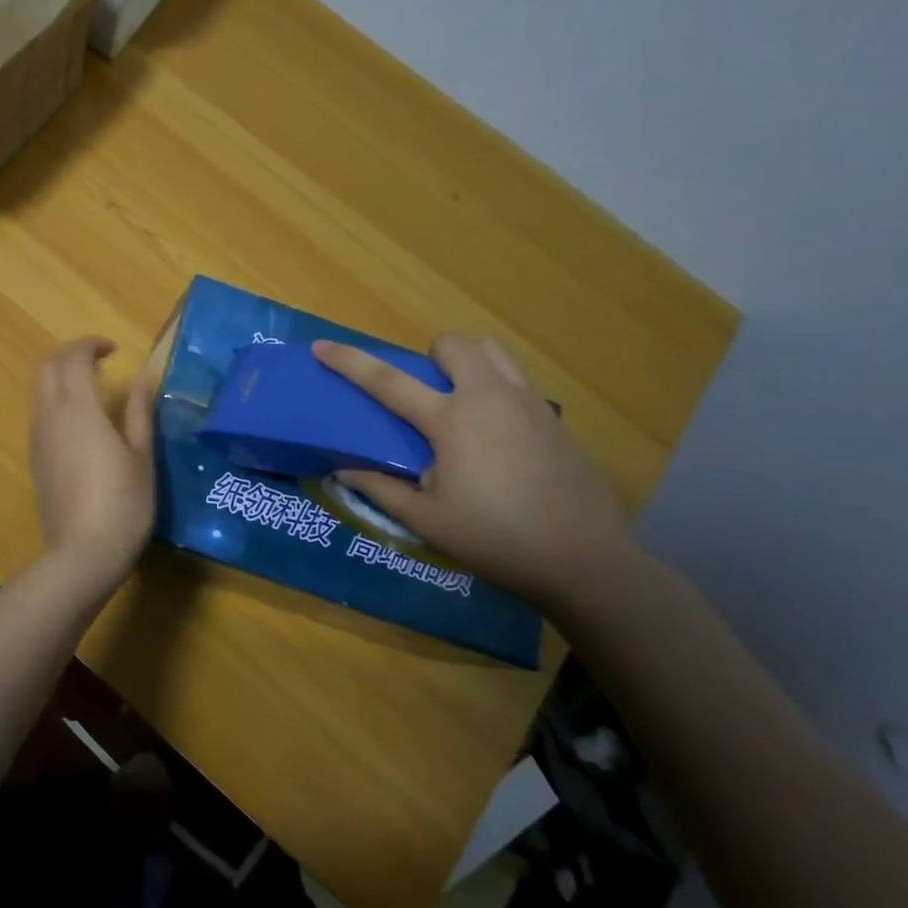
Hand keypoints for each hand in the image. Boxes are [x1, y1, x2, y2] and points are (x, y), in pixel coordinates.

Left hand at [29, 338, 155, 590]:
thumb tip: (141, 377)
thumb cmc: (122, 503)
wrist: (82, 555)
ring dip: (61, 379)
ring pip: (40, 391)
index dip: (91, 345)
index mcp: (78, 409)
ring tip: (94, 391)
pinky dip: (57, 403)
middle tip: (100, 363)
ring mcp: (37, 439)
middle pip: (46, 367)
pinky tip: (82, 425)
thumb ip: (138, 411)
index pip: (73, 358)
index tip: (114, 350)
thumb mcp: (141, 456)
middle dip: (70, 355)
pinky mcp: (34, 460)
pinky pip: (40, 415)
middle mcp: (50, 416)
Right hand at [313, 335, 635, 610]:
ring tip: (464, 404)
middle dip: (432, 356)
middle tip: (428, 394)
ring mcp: (530, 404)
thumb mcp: (427, 522)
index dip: (350, 362)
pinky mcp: (557, 420)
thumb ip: (381, 489)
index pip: (387, 381)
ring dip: (470, 364)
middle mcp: (490, 398)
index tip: (322, 346)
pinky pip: (520, 382)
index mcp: (451, 421)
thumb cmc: (496, 540)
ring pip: (495, 353)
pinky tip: (501, 437)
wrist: (586, 562)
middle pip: (455, 345)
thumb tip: (343, 469)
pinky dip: (500, 391)